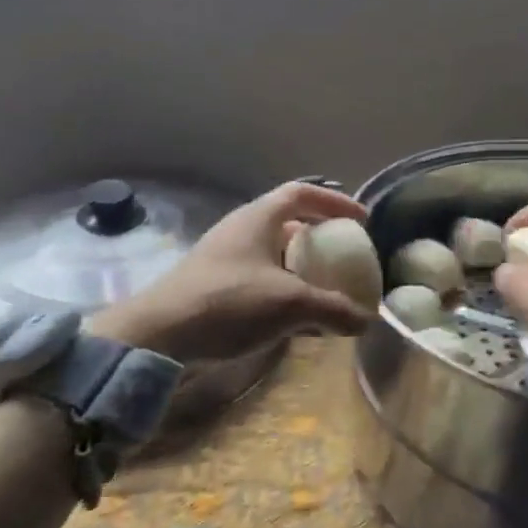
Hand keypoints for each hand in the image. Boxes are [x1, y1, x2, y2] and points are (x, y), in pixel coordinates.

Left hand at [86, 182, 372, 363]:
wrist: (159, 335)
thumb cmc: (229, 302)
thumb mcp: (290, 304)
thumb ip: (334, 310)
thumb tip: (368, 321)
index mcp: (258, 217)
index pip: (302, 193)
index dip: (334, 202)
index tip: (360, 221)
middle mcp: (240, 229)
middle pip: (287, 222)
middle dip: (318, 238)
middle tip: (343, 257)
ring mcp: (224, 257)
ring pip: (271, 253)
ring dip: (300, 268)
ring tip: (324, 291)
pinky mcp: (213, 285)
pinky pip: (258, 278)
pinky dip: (281, 290)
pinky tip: (294, 320)